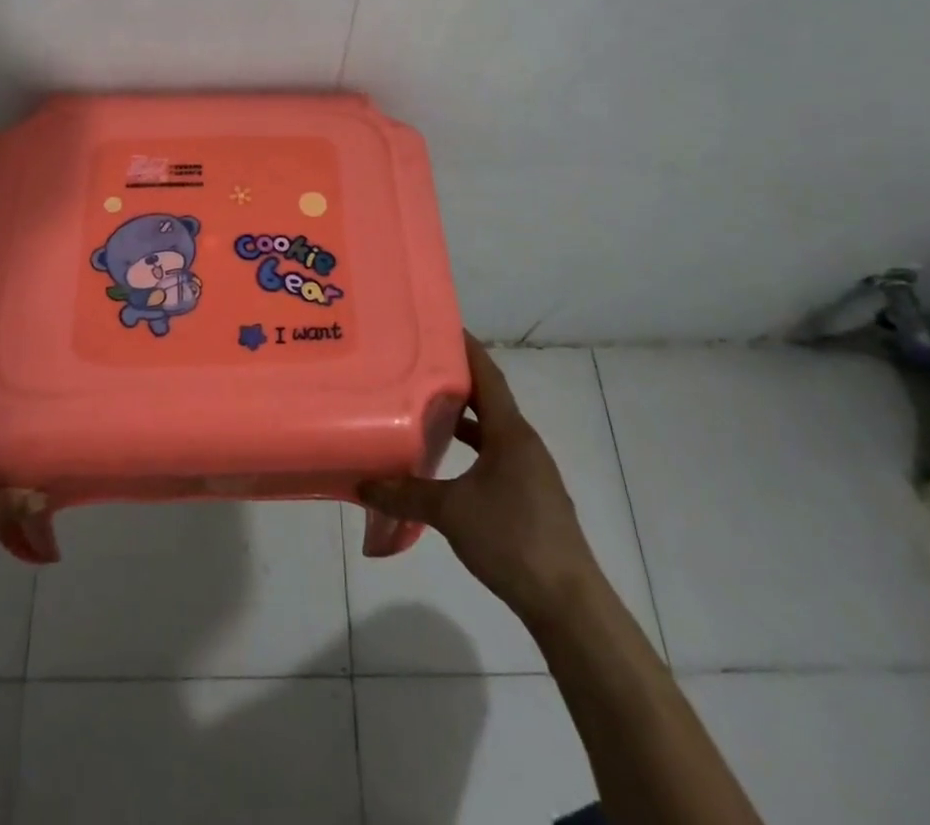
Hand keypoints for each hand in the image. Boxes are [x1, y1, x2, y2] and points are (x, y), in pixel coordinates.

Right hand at [361, 335, 597, 623]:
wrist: (568, 603)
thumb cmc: (512, 540)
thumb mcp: (451, 512)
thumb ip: (405, 494)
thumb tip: (361, 483)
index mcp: (511, 433)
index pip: (488, 375)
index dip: (466, 348)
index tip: (439, 325)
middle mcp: (524, 443)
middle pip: (489, 399)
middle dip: (457, 380)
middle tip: (418, 363)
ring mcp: (530, 471)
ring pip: (492, 430)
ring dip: (464, 417)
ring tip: (425, 406)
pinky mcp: (530, 496)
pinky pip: (496, 456)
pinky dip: (472, 448)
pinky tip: (447, 462)